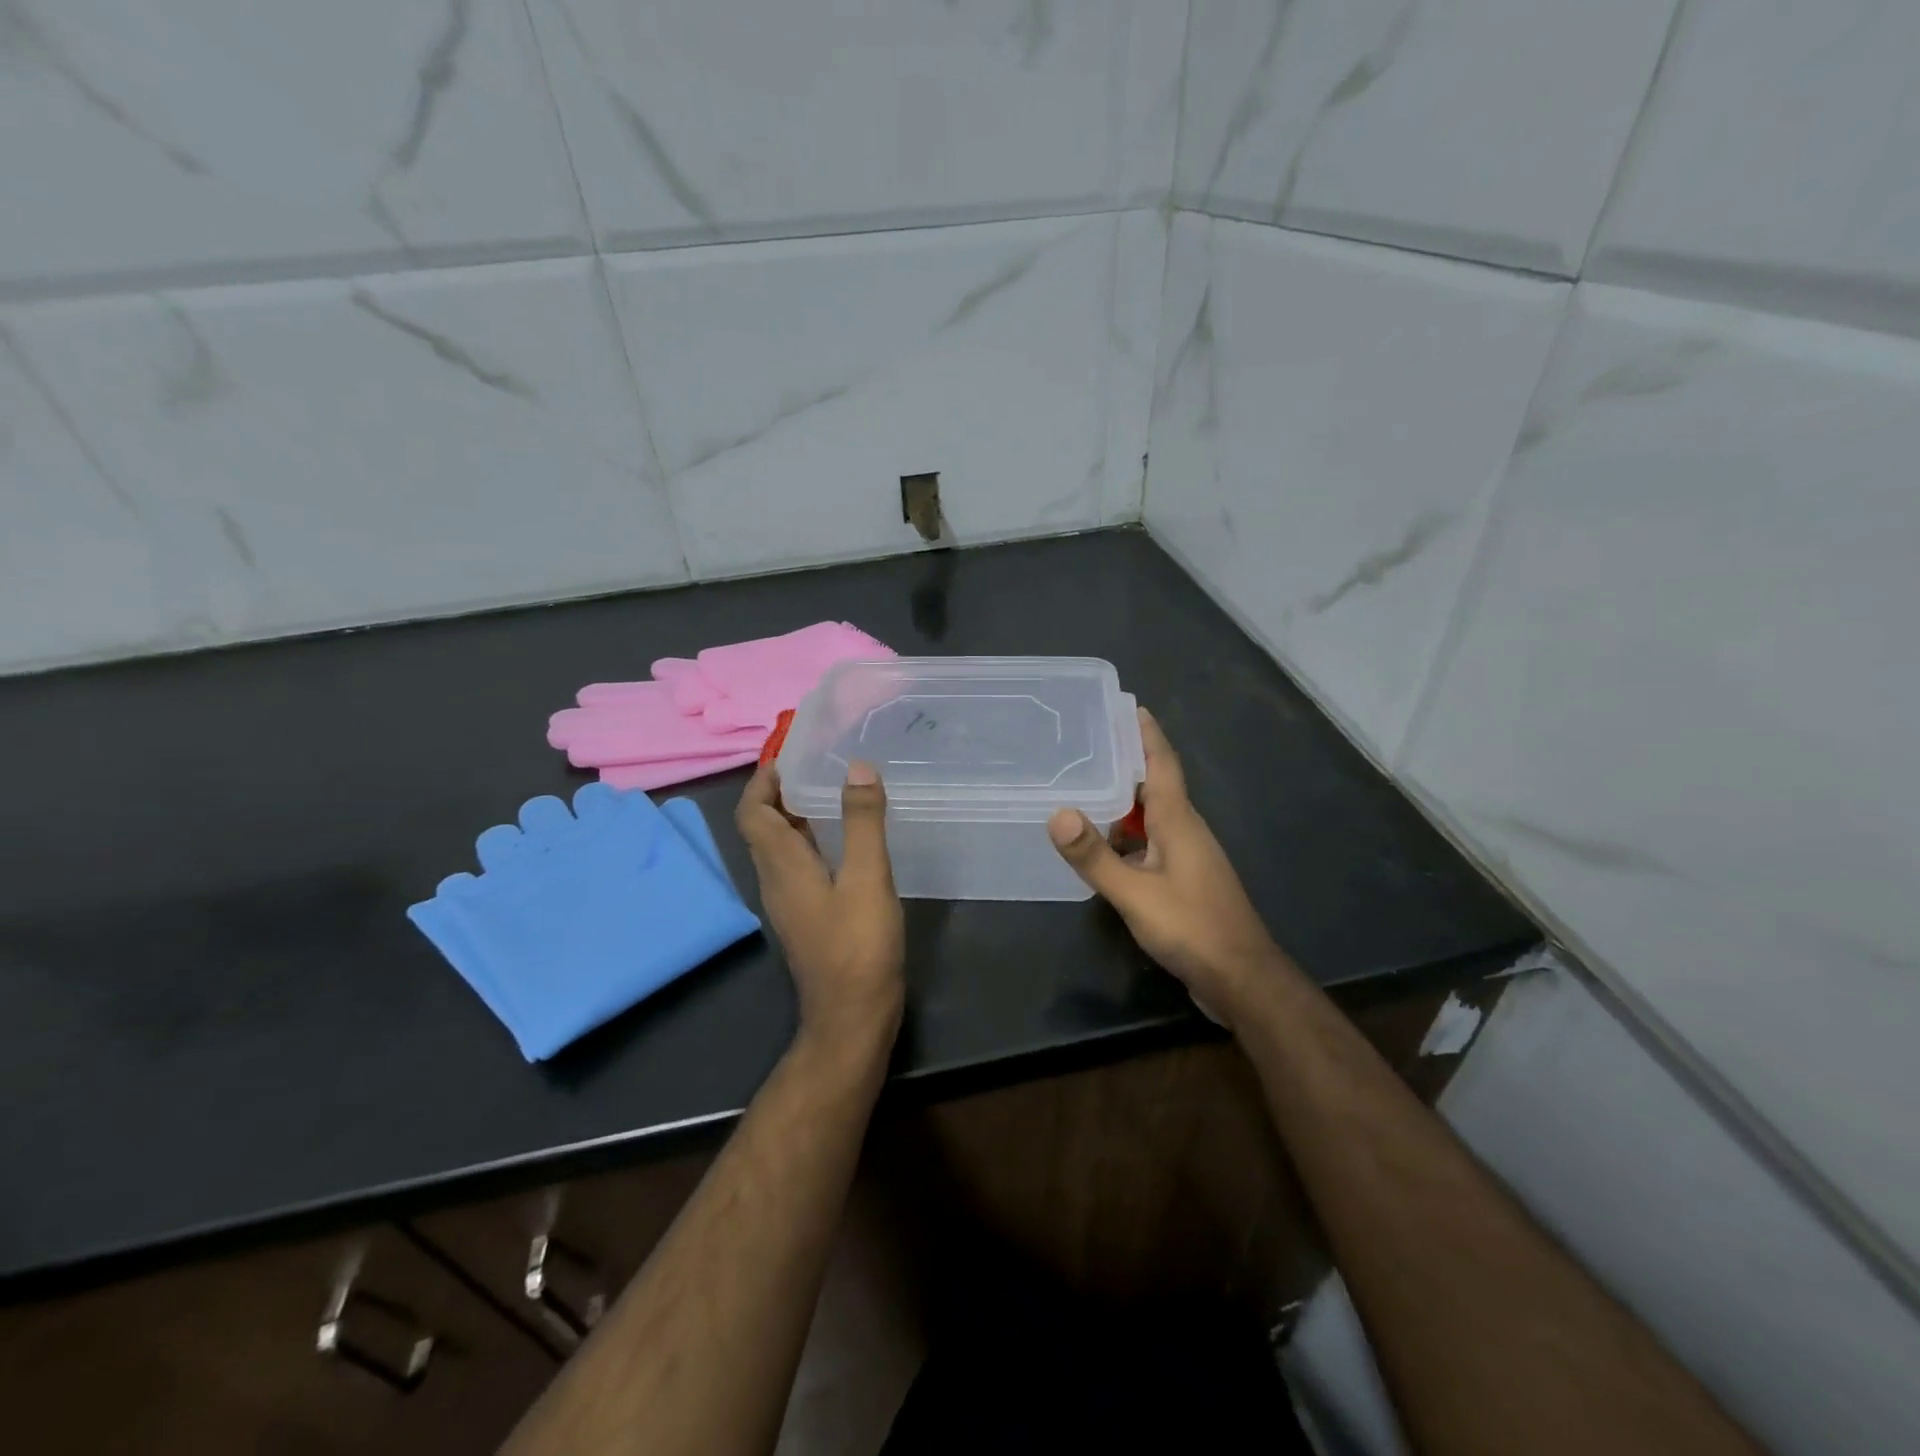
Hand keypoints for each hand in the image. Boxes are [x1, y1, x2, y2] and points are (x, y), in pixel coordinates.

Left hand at [736, 760, 905, 1054]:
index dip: (764, 779)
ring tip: (834, 791)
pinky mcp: (807, 917)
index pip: (753, 811)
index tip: (790, 752)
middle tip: (819, 764)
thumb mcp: (868, 878)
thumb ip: (863, 822)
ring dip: (797, 816)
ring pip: (781, 847)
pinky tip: (846, 840)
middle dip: (781, 791)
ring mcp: (790, 902)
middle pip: (763, 826)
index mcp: (782, 865)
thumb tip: (856, 766)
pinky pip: (799, 866)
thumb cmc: (858, 947)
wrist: (852, 1018)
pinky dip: (812, 841)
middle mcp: (776, 880)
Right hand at [1048, 708, 1289, 1024]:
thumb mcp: (1134, 893)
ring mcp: (1188, 858)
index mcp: (1178, 821)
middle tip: (1087, 746)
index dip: (1146, 735)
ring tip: (1085, 792)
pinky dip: (1127, 838)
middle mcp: (1186, 831)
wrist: (1241, 979)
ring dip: (1124, 804)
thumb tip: (1057, 813)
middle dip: (1126, 764)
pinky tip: (1104, 850)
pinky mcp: (1185, 882)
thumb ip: (1094, 856)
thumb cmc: (1191, 927)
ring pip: (1152, 818)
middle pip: (1155, 786)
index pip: (1162, 764)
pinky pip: (1152, 845)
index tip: (1130, 706)